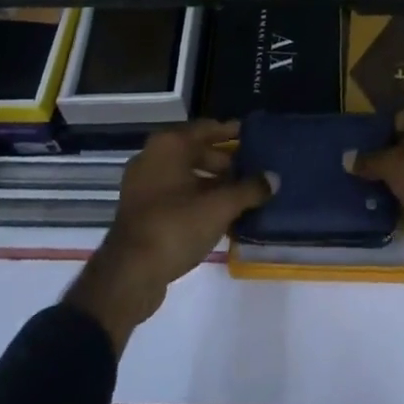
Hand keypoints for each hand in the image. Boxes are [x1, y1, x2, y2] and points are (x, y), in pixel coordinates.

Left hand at [65, 120, 272, 352]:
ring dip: (211, 183)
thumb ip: (249, 190)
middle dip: (223, 161)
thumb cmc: (176, 226)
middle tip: (249, 169)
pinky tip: (218, 214)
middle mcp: (152, 157)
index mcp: (168, 145)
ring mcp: (142, 185)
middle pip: (194, 151)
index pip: (205, 128)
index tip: (250, 134)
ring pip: (185, 175)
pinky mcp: (140, 211)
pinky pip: (175, 194)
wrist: (129, 274)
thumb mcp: (219, 207)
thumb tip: (274, 179)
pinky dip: (196, 199)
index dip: (229, 131)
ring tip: (239, 194)